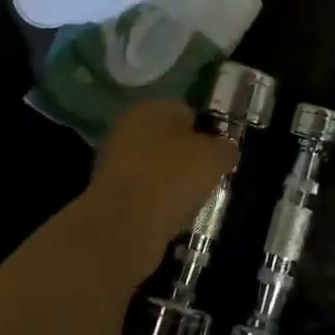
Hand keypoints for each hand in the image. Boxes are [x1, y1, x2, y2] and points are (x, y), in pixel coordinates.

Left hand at [84, 100, 237, 280]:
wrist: (124, 226)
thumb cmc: (173, 177)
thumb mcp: (215, 157)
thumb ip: (226, 148)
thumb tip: (226, 150)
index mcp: (151, 108)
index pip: (186, 112)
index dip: (207, 132)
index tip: (219, 155)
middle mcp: (127, 128)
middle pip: (168, 140)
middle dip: (187, 157)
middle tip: (207, 178)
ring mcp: (113, 161)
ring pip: (155, 168)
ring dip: (172, 182)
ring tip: (191, 201)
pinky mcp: (108, 195)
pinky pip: (144, 193)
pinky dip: (157, 203)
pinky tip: (171, 217)